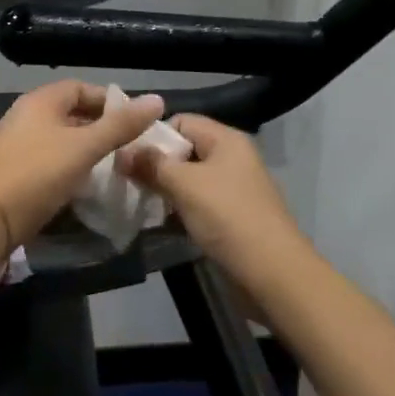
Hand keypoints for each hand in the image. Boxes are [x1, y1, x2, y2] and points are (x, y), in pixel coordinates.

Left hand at [0, 81, 164, 244]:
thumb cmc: (38, 174)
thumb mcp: (84, 148)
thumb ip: (120, 126)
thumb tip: (157, 100)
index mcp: (40, 101)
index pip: (81, 87)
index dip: (110, 100)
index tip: (135, 121)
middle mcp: (25, 116)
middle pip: (70, 113)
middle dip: (100, 127)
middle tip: (129, 146)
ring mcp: (16, 144)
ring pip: (60, 138)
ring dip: (85, 149)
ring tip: (112, 166)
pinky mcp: (13, 171)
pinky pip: (48, 160)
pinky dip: (69, 166)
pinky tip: (85, 185)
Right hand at [119, 115, 306, 280]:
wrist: (273, 274)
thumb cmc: (228, 218)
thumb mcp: (185, 186)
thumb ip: (152, 165)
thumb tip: (122, 152)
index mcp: (226, 140)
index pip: (182, 121)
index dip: (154, 135)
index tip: (127, 156)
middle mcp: (231, 158)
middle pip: (184, 150)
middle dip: (156, 164)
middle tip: (127, 181)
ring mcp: (233, 189)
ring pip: (189, 179)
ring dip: (165, 189)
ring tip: (139, 201)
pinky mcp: (231, 216)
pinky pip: (198, 202)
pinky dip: (179, 209)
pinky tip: (159, 221)